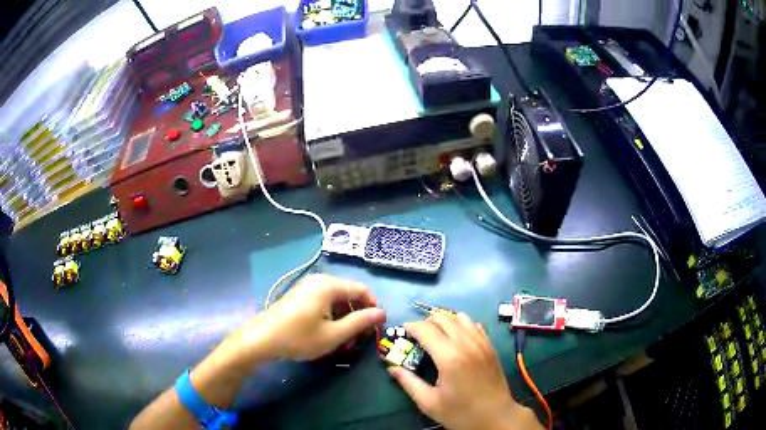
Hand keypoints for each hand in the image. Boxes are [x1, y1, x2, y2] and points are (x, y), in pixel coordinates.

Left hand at [237, 274, 385, 361]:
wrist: (262, 339)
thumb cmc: (299, 337)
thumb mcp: (333, 334)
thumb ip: (360, 322)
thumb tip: (381, 313)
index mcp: (329, 285)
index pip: (361, 290)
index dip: (373, 307)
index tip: (378, 326)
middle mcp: (319, 281)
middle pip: (348, 294)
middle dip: (358, 315)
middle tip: (361, 338)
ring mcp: (307, 288)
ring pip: (336, 300)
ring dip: (345, 319)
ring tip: (345, 340)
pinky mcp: (299, 297)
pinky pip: (323, 303)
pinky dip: (332, 317)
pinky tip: (329, 334)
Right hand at [389, 313, 542, 429]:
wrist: (496, 417)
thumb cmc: (461, 413)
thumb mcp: (429, 403)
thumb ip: (409, 382)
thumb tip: (392, 368)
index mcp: (449, 358)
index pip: (426, 329)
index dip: (410, 327)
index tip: (401, 332)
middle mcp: (466, 344)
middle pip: (443, 317)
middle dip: (426, 322)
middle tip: (417, 336)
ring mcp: (482, 343)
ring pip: (460, 317)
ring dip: (444, 321)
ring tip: (436, 336)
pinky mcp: (490, 346)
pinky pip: (474, 325)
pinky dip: (461, 325)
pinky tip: (456, 339)